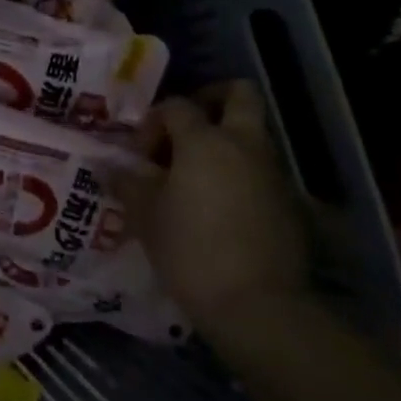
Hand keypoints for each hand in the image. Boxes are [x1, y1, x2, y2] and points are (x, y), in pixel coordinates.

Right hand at [117, 80, 311, 340]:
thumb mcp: (146, 215)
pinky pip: (260, 170)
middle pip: (239, 95)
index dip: (153, 123)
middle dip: (211, 100)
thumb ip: (129, 183)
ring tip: (192, 176)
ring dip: (223, 142)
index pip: (177, 106)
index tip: (140, 156)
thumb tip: (111, 166)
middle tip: (183, 129)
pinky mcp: (289, 202)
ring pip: (251, 134)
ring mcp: (273, 172)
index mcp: (205, 141)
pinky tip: (216, 207)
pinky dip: (238, 174)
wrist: (257, 305)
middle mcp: (244, 145)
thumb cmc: (190, 250)